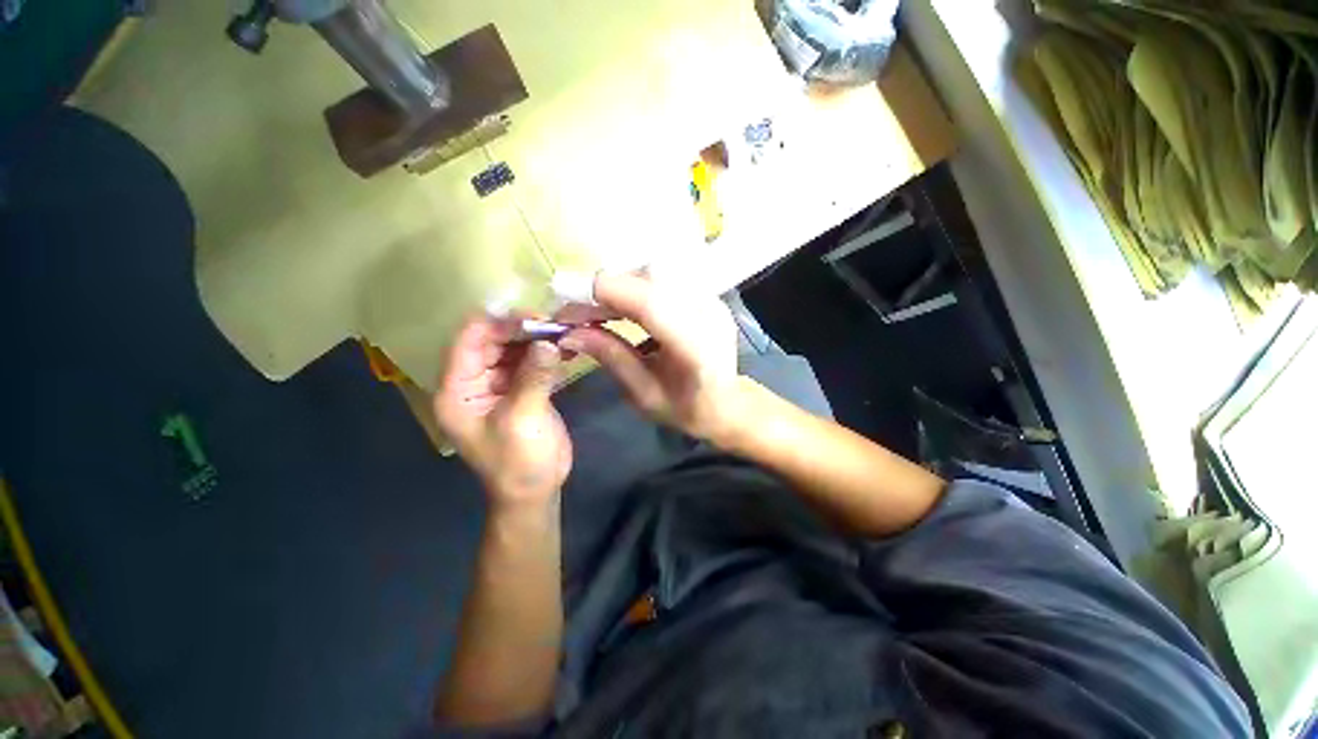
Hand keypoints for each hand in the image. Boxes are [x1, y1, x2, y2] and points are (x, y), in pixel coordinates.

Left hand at [433, 316, 570, 507]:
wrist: (535, 489)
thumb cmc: (519, 461)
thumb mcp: (523, 418)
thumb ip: (534, 377)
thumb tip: (549, 342)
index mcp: (458, 389)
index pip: (468, 340)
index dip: (497, 324)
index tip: (534, 317)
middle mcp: (474, 381)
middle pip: (492, 341)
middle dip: (522, 330)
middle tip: (555, 325)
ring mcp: (499, 385)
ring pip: (513, 349)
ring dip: (537, 341)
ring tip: (564, 333)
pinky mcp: (520, 389)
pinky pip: (530, 363)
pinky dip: (546, 354)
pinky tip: (566, 350)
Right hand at [557, 271, 741, 441]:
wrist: (728, 403)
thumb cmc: (686, 409)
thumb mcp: (644, 394)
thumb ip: (611, 357)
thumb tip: (569, 333)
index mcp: (697, 348)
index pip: (651, 304)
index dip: (607, 292)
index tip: (566, 298)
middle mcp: (709, 314)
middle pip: (651, 278)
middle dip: (607, 288)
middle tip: (577, 311)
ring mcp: (712, 300)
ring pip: (656, 271)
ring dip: (620, 285)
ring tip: (597, 309)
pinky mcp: (707, 294)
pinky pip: (665, 277)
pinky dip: (636, 286)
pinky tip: (623, 306)